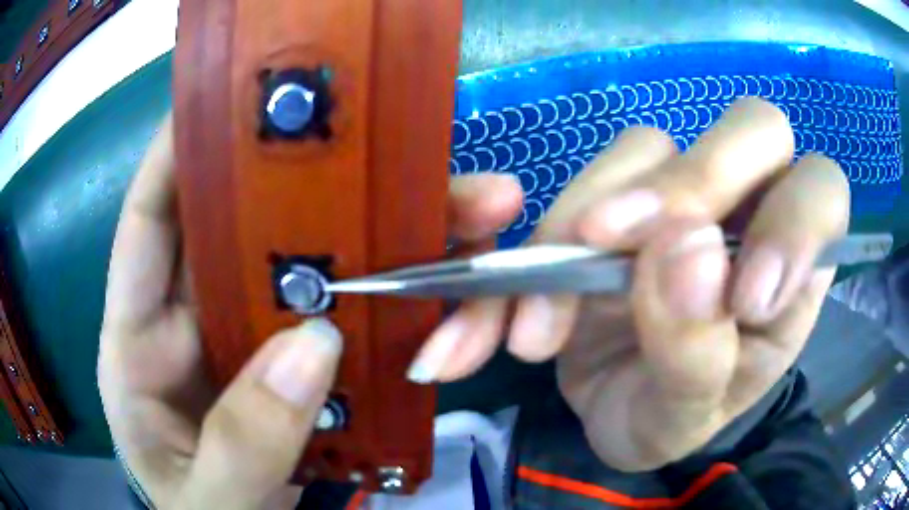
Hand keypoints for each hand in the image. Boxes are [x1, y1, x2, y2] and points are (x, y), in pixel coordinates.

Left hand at [97, 116, 523, 508]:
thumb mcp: (207, 500)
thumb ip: (240, 444)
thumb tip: (313, 349)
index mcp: (140, 342)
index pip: (149, 223)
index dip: (177, 152)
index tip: (229, 97)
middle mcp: (194, 320)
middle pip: (250, 227)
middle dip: (317, 182)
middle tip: (393, 147)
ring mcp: (251, 340)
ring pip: (314, 263)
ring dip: (382, 236)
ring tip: (465, 210)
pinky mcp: (298, 365)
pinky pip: (348, 313)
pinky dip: (394, 296)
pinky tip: (446, 280)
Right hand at [407, 98, 849, 470]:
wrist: (610, 415)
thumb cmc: (670, 420)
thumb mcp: (689, 415)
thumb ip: (700, 350)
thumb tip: (686, 252)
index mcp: (794, 270)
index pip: (819, 193)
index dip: (794, 222)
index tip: (745, 300)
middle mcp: (748, 210)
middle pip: (751, 131)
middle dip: (692, 183)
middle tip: (618, 250)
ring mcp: (681, 195)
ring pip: (649, 147)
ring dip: (587, 221)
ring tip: (541, 327)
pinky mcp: (617, 198)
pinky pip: (583, 183)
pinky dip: (541, 241)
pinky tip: (515, 308)